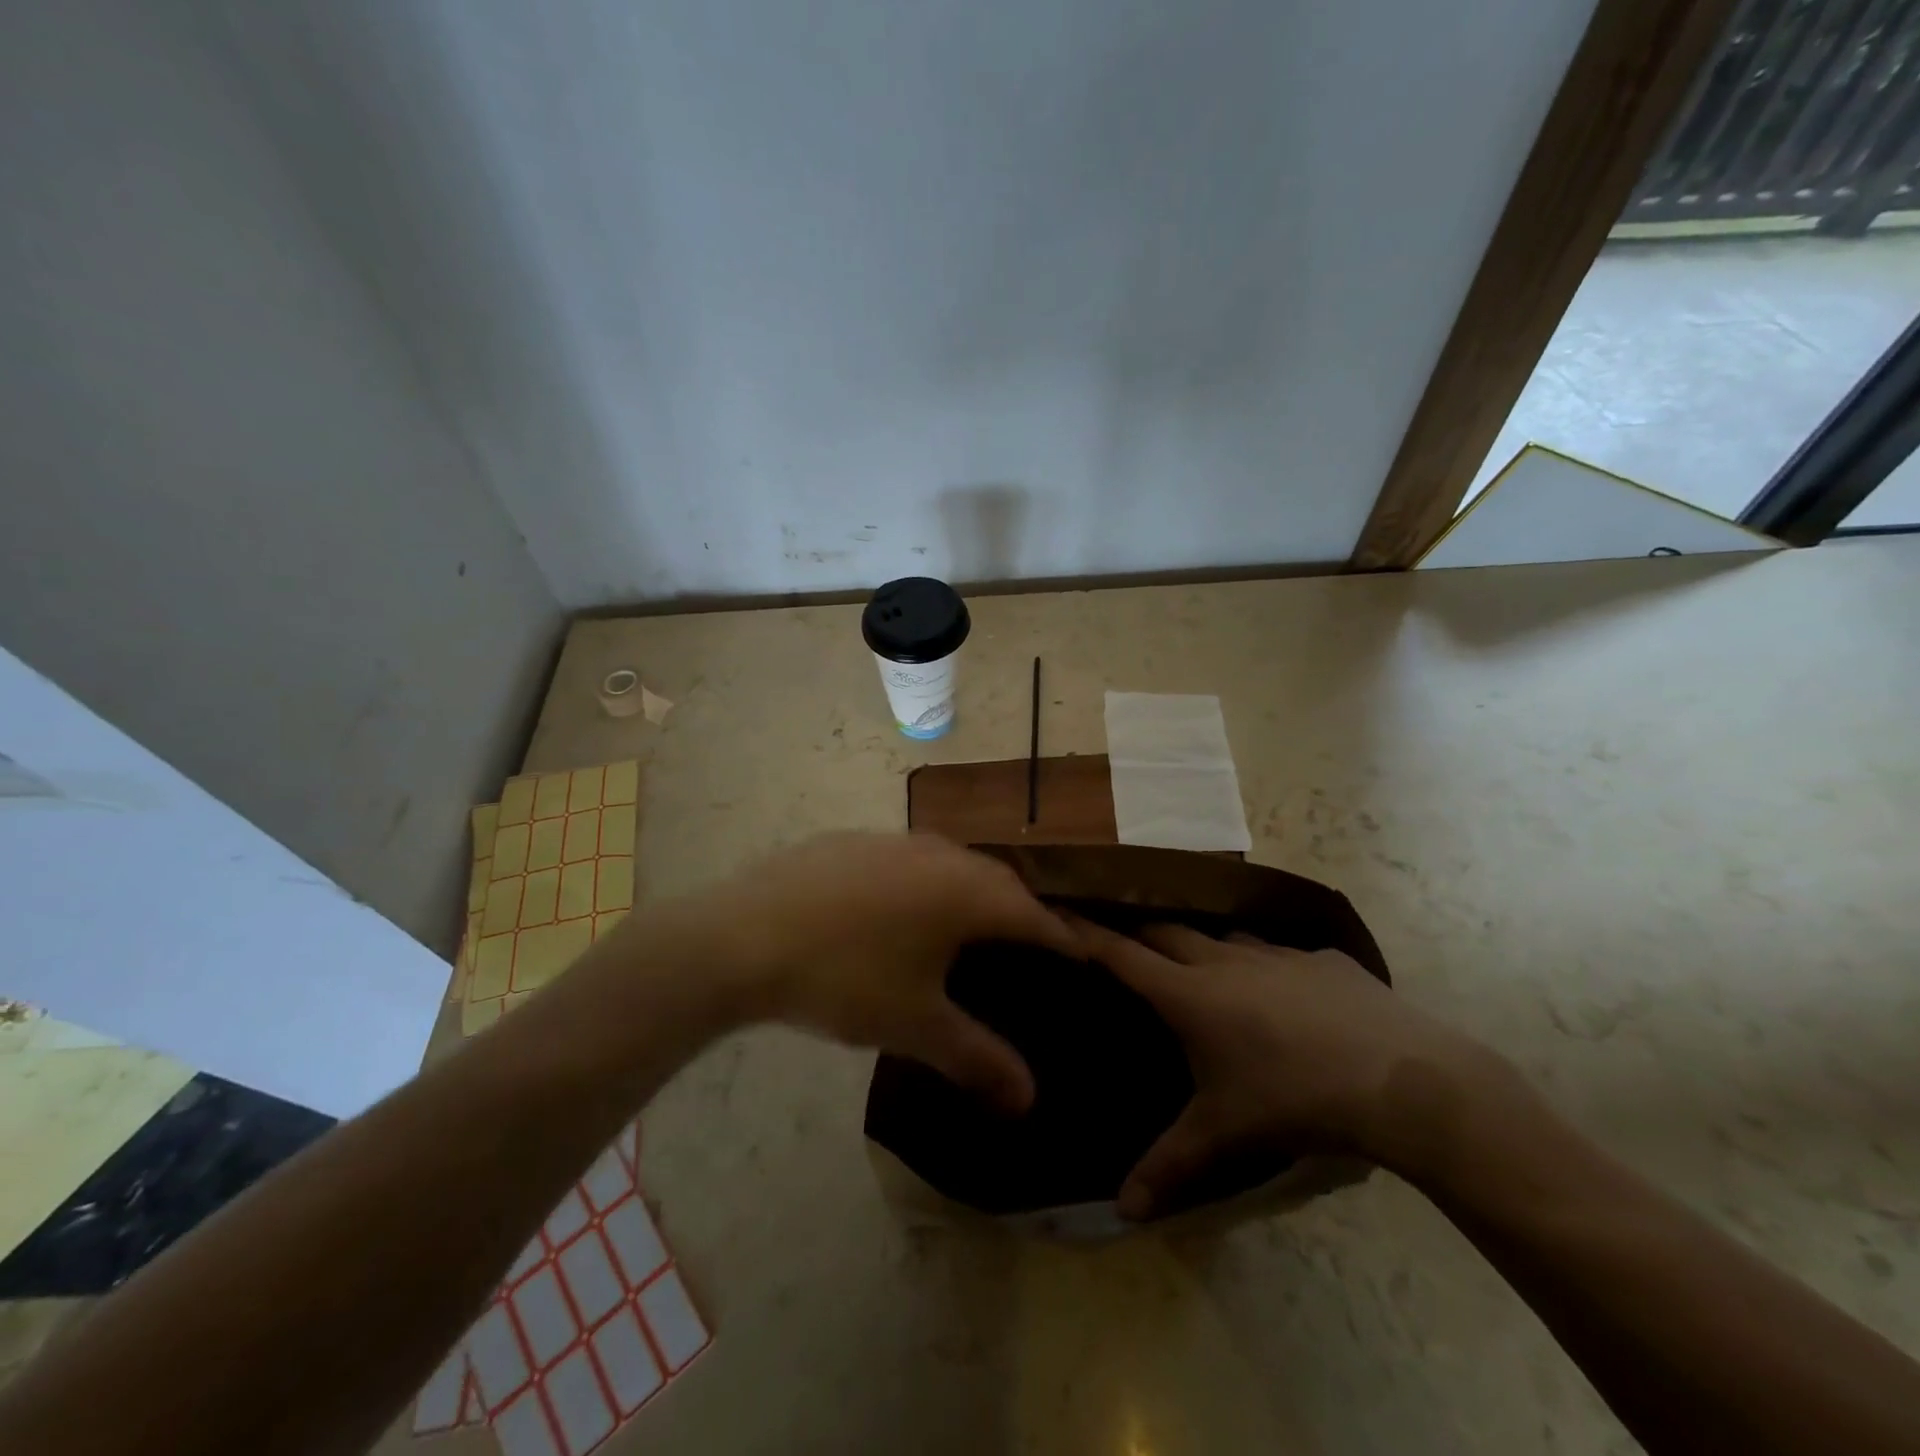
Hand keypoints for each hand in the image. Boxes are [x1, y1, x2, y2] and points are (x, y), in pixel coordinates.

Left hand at [657, 832, 1080, 1111]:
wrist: (744, 936)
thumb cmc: (844, 980)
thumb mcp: (914, 1024)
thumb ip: (977, 1057)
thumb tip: (1029, 1099)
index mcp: (966, 892)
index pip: (1033, 914)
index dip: (1060, 937)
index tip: (1080, 954)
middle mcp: (940, 854)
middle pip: (997, 880)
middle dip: (1020, 910)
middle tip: (1029, 943)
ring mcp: (893, 840)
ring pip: (952, 861)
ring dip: (971, 889)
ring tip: (970, 923)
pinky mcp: (852, 840)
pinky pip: (908, 857)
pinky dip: (924, 879)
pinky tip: (899, 907)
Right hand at [1072, 919, 1486, 1217]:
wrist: (1401, 1082)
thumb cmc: (1293, 1101)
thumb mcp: (1224, 1135)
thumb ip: (1168, 1165)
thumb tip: (1122, 1212)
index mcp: (1190, 994)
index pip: (1121, 954)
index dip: (1085, 932)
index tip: (1056, 908)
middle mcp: (1224, 959)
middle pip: (1166, 931)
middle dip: (1140, 934)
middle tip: (1123, 942)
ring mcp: (1276, 952)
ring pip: (1223, 935)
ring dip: (1204, 947)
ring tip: (1202, 967)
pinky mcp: (1322, 958)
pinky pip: (1281, 952)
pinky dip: (1267, 965)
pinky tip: (1285, 993)